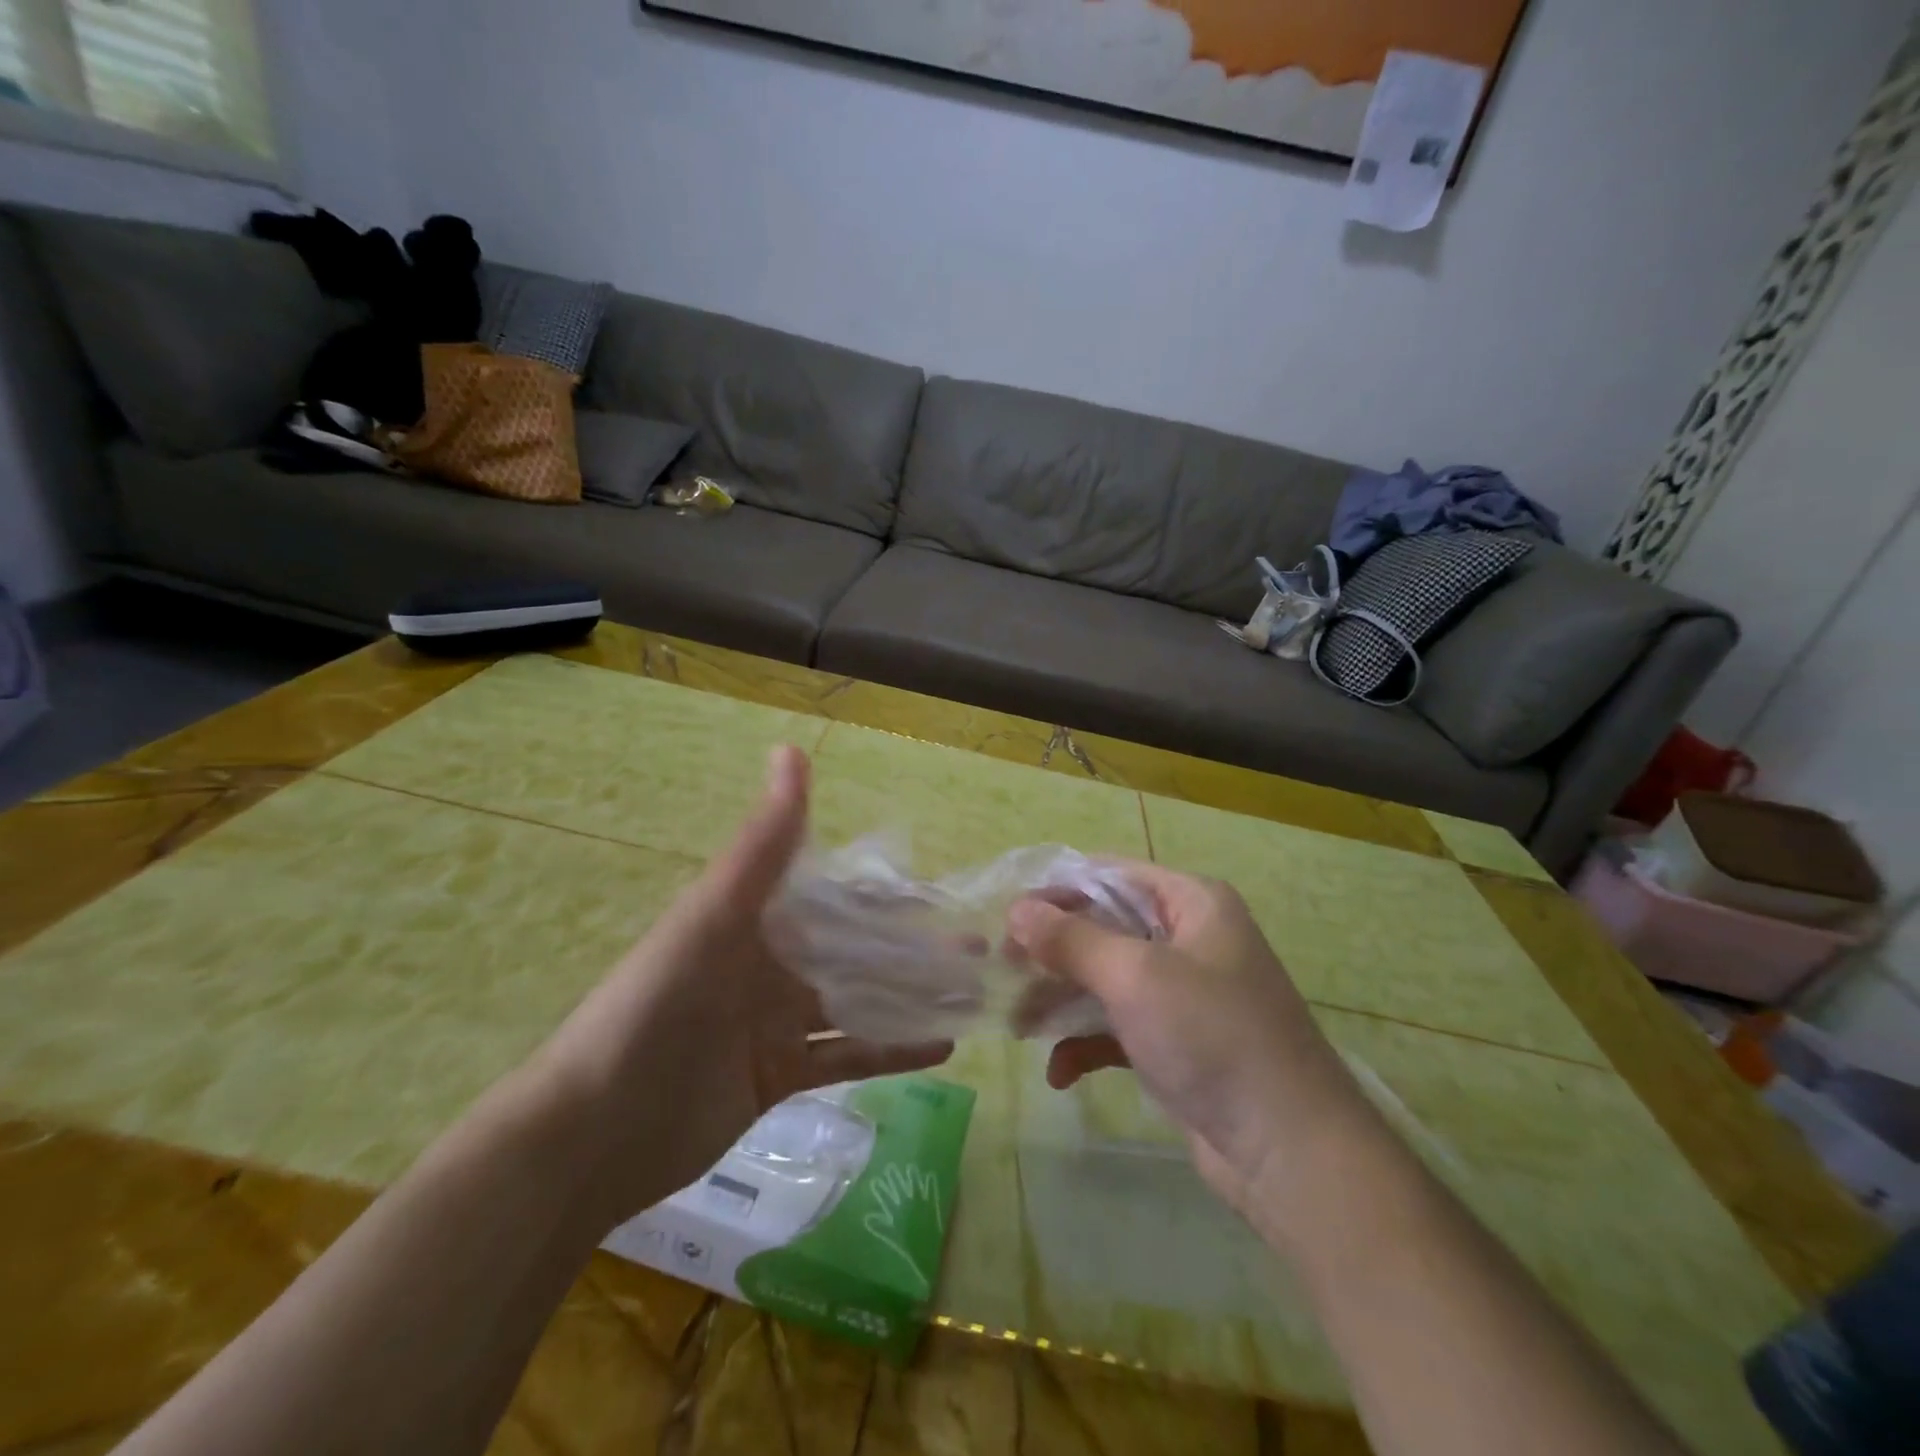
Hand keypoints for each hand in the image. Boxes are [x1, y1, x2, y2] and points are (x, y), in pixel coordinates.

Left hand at [529, 746, 951, 1229]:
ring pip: (857, 1002)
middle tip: (977, 949)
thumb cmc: (655, 1007)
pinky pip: (845, 1057)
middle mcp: (770, 963)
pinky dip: (890, 1050)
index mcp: (756, 919)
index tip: (946, 894)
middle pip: (856, 951)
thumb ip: (763, 841)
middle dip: (914, 949)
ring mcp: (775, 1022)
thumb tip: (791, 749)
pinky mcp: (779, 1076)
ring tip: (971, 994)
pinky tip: (941, 1046)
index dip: (891, 894)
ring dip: (910, 998)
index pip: (838, 896)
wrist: (593, 1132)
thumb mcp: (713, 915)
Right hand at [1007, 863, 1365, 1217]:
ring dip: (1061, 1000)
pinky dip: (1087, 1043)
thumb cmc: (1212, 1036)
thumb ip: (1071, 940)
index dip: (1058, 891)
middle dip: (1053, 952)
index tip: (1008, 917)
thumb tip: (1016, 910)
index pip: (1110, 875)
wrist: (1289, 1152)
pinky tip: (1060, 1073)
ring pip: (1105, 980)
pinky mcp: (1176, 1043)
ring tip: (1017, 1025)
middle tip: (1002, 970)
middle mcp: (1188, 938)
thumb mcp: (1135, 976)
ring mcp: (1183, 994)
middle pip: (1103, 928)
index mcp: (1191, 903)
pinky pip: (1118, 1027)